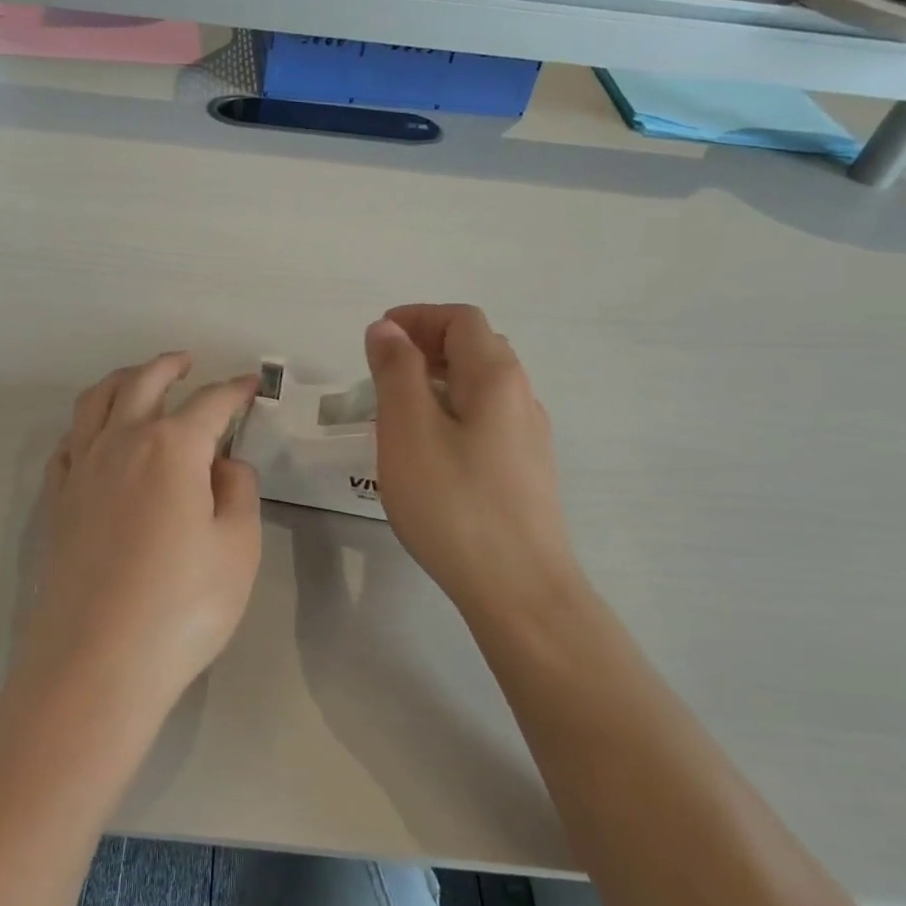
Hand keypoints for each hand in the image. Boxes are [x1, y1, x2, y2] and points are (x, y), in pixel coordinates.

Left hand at [28, 353, 261, 710]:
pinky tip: (95, 435)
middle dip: (169, 367)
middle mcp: (121, 443)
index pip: (211, 404)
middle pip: (144, 384)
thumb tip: (223, 464)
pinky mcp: (57, 501)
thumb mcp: (238, 547)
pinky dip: (87, 423)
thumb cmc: (182, 605)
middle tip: (188, 361)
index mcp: (172, 448)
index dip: (234, 391)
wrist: (97, 661)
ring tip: (139, 379)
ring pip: (97, 402)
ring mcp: (82, 470)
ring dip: (122, 381)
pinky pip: (69, 442)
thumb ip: (238, 492)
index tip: (251, 386)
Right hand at [364, 305, 585, 633]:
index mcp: (496, 377)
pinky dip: (452, 412)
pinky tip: (429, 450)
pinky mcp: (525, 472)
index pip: (461, 320)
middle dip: (427, 345)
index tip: (376, 336)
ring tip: (397, 409)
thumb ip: (396, 371)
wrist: (518, 588)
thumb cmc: (453, 502)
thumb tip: (387, 329)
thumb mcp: (408, 430)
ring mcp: (528, 437)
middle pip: (477, 348)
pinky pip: (485, 420)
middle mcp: (522, 397)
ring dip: (438, 381)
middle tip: (382, 370)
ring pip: (482, 388)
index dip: (417, 317)